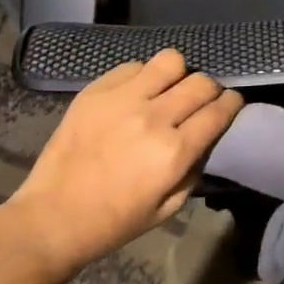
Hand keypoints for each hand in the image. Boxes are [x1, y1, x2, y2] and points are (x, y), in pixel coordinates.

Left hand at [1, 50, 242, 278]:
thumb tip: (207, 137)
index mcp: (173, 153)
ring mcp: (123, 99)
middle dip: (210, 89)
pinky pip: (134, 66)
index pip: (218, 111)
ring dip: (178, 75)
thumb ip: (194, 168)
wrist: (51, 217)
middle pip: (201, 82)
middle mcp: (153, 118)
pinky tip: (137, 94)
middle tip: (202, 100)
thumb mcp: (167, 208)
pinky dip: (144, 76)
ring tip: (169, 89)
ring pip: (171, 61)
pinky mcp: (97, 90)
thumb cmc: (113, 222)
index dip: (232, 103)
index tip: (232, 104)